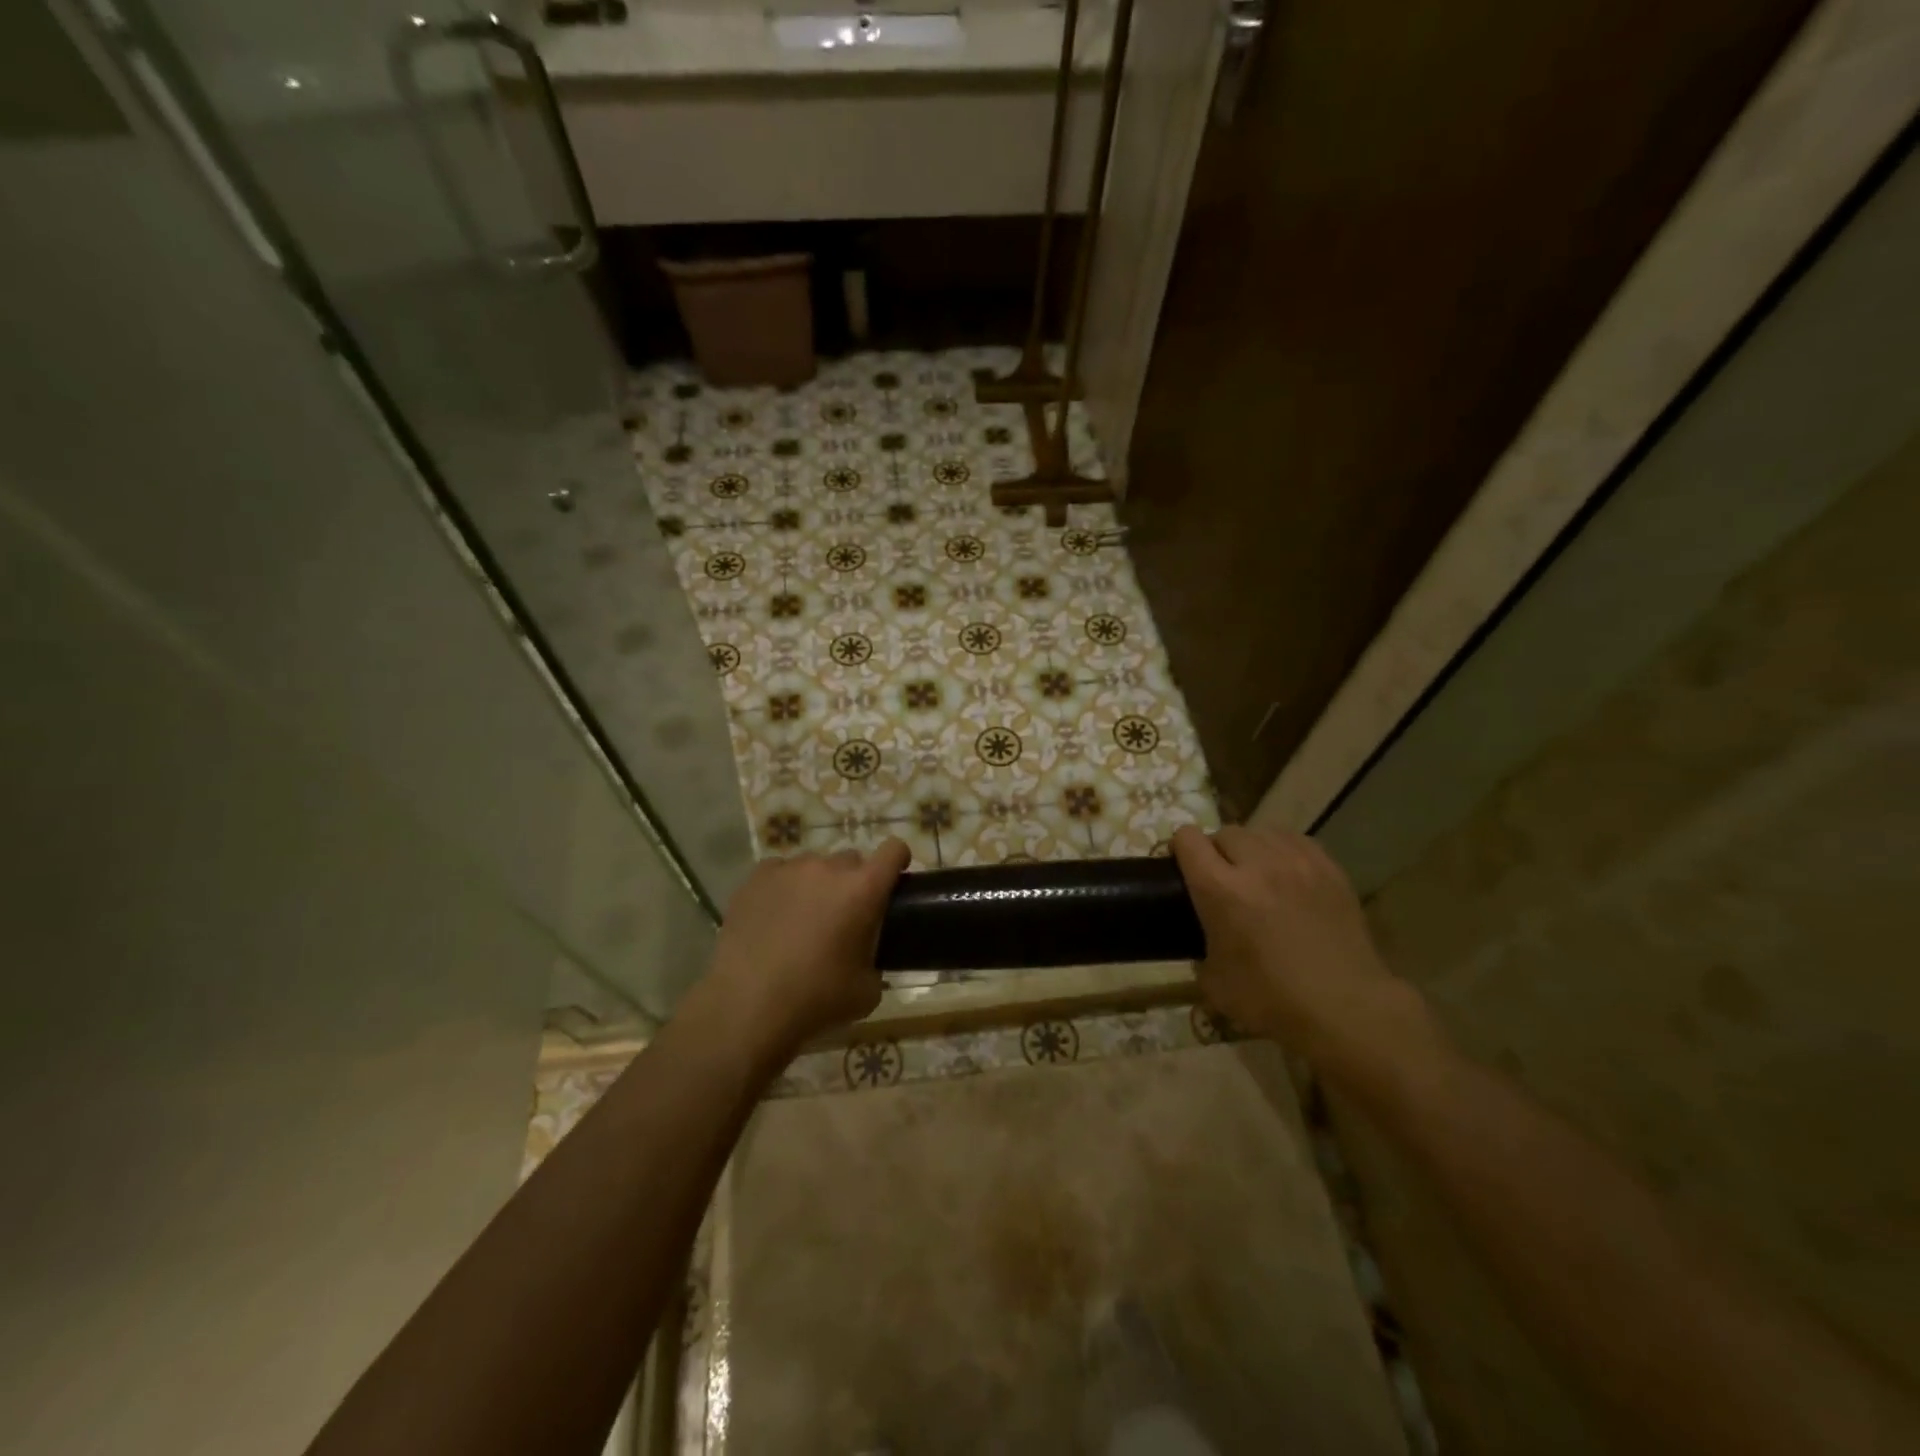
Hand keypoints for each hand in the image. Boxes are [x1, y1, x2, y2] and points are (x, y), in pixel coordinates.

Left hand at [706, 839, 910, 1059]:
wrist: (748, 1006)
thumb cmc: (817, 999)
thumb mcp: (867, 991)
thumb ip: (876, 961)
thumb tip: (866, 956)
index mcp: (864, 889)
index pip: (893, 850)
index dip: (897, 860)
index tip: (893, 879)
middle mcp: (829, 868)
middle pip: (851, 860)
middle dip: (853, 883)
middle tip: (843, 916)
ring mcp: (789, 869)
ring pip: (814, 865)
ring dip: (817, 885)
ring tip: (802, 918)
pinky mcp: (756, 878)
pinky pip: (779, 872)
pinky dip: (783, 888)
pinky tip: (774, 916)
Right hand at [1171, 825, 1422, 1077]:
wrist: (1346, 1008)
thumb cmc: (1272, 1000)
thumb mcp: (1214, 982)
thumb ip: (1200, 948)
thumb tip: (1206, 939)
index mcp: (1219, 889)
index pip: (1188, 839)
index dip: (1180, 849)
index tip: (1183, 867)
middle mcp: (1256, 864)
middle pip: (1225, 832)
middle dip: (1217, 850)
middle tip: (1223, 878)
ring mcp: (1297, 862)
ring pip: (1262, 832)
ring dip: (1251, 848)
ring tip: (1257, 873)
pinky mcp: (1329, 869)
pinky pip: (1296, 841)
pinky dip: (1284, 851)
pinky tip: (1287, 873)